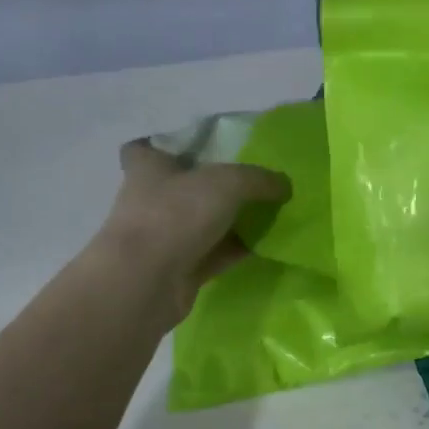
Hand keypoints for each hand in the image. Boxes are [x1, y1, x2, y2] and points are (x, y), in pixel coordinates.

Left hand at [91, 140, 290, 317]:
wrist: (145, 282)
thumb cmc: (175, 214)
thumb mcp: (228, 182)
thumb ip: (259, 180)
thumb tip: (284, 185)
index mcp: (149, 167)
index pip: (145, 148)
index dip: (166, 146)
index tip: (195, 149)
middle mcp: (151, 199)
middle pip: (183, 186)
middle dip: (212, 185)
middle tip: (252, 182)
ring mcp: (164, 237)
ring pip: (202, 222)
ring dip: (230, 220)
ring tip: (270, 213)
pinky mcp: (179, 269)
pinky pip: (215, 253)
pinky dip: (236, 249)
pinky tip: (266, 245)